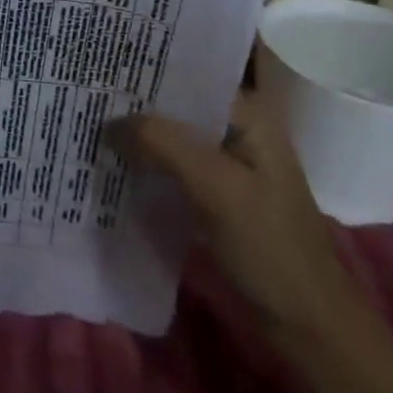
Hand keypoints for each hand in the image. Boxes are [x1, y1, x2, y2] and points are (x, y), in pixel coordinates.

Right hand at [107, 87, 360, 345]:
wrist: (308, 326)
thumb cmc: (271, 247)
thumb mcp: (217, 188)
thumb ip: (163, 144)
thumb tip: (108, 120)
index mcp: (249, 115)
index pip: (189, 75)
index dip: (145, 69)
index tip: (99, 66)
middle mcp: (238, 129)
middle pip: (177, 104)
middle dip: (135, 102)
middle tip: (84, 92)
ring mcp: (227, 163)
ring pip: (172, 135)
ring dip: (137, 133)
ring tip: (87, 120)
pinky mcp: (215, 193)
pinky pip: (172, 164)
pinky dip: (147, 161)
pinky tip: (112, 160)